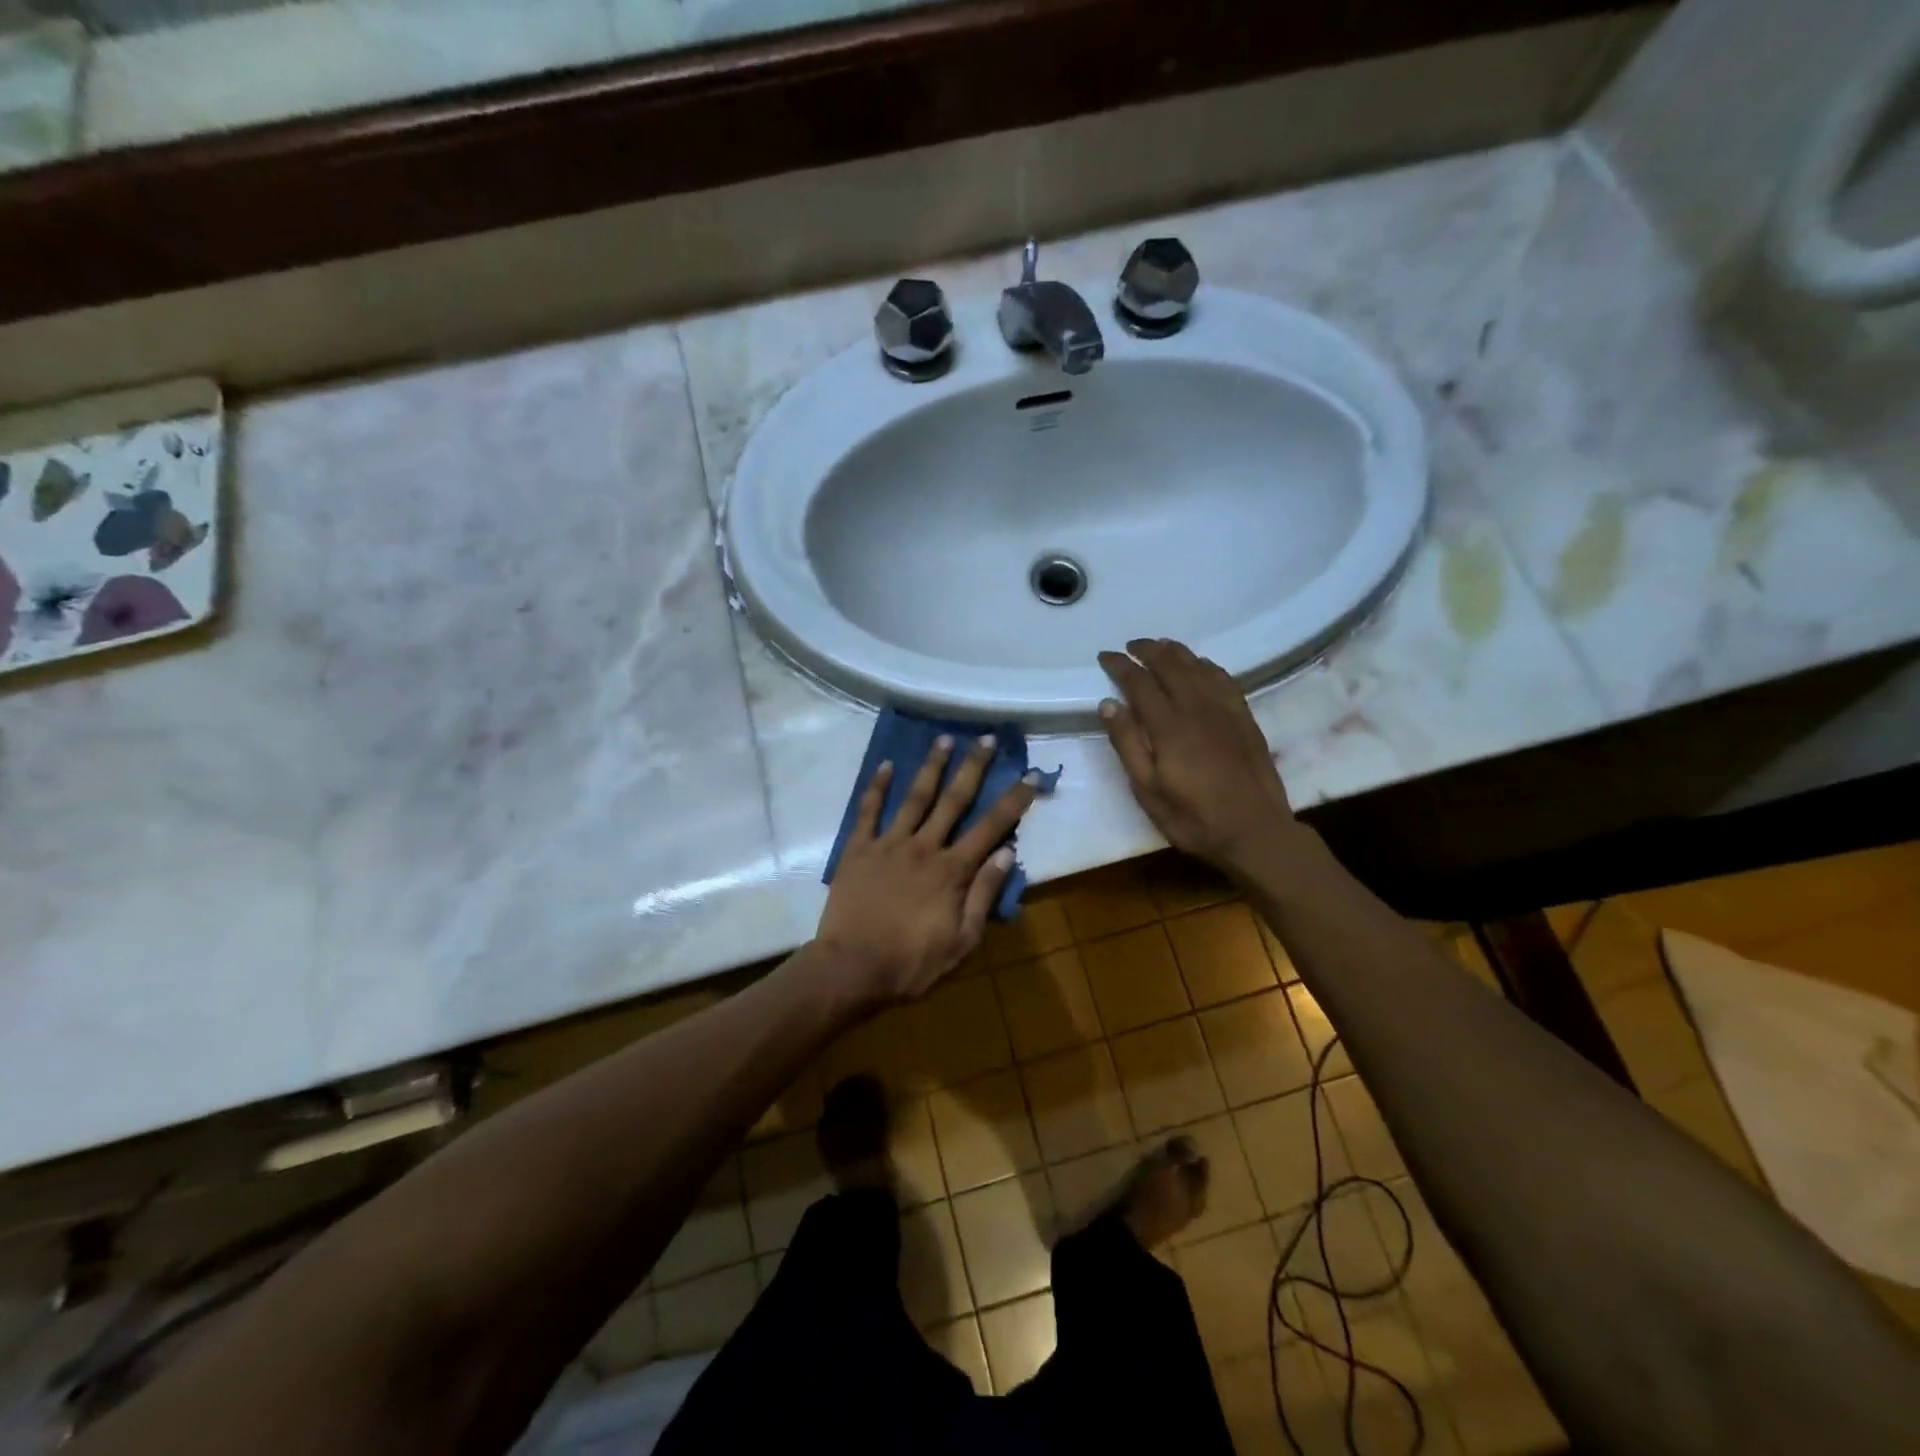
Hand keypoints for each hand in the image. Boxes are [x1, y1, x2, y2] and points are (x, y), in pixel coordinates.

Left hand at [816, 734, 1043, 1006]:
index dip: (1014, 800)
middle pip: (954, 800)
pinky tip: (887, 764)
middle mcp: (924, 847)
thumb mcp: (961, 941)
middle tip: (986, 738)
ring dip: (932, 766)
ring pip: (915, 797)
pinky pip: (869, 811)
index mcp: (952, 870)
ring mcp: (889, 844)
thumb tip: (1007, 853)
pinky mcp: (858, 849)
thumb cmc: (911, 962)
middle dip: (973, 767)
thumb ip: (984, 895)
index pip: (991, 827)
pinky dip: (878, 786)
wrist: (851, 969)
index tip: (1030, 774)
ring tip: (945, 738)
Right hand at [1097, 638, 1307, 874]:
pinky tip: (1200, 665)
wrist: (1255, 832)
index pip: (1139, 683)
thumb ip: (1128, 744)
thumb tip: (1108, 704)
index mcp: (1168, 726)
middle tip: (1130, 646)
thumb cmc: (1193, 818)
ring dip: (1176, 652)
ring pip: (1198, 667)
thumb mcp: (1148, 790)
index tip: (1105, 656)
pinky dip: (1207, 665)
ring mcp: (1225, 710)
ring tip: (1160, 646)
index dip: (1120, 666)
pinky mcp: (1245, 718)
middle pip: (1170, 665)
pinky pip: (1224, 679)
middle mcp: (1197, 708)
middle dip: (1147, 650)